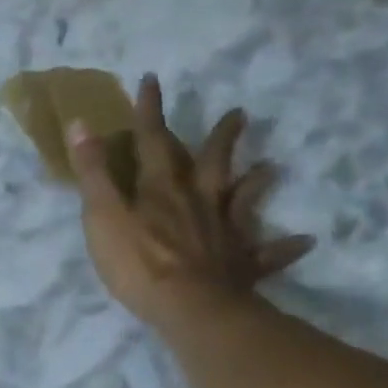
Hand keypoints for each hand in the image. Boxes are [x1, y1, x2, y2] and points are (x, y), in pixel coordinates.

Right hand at [70, 74, 313, 327]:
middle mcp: (199, 200)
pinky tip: (305, 242)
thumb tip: (81, 123)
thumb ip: (93, 172)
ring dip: (257, 182)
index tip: (152, 80)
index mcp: (162, 188)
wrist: (191, 308)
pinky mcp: (242, 264)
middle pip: (212, 162)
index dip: (149, 111)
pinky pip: (268, 254)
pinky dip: (285, 247)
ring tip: (272, 167)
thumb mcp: (103, 215)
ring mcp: (225, 231)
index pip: (152, 140)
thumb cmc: (139, 263)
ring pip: (244, 199)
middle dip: (220, 137)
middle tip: (240, 114)